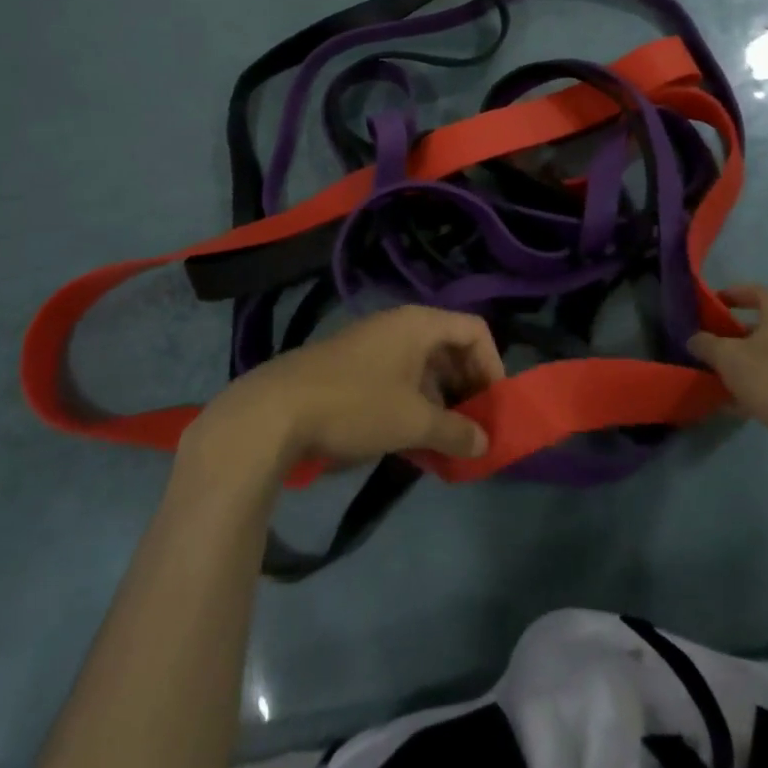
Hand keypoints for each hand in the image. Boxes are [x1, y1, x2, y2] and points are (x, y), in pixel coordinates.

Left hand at [187, 307, 503, 476]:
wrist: (273, 413)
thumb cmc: (356, 406)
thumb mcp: (413, 421)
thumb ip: (455, 431)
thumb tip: (484, 443)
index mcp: (419, 324)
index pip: (474, 330)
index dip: (493, 366)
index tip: (493, 407)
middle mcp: (398, 326)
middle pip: (450, 349)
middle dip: (468, 389)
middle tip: (473, 428)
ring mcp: (372, 346)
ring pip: (423, 369)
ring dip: (440, 404)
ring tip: (445, 443)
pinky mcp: (352, 369)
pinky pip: (398, 381)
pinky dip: (413, 407)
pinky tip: (411, 443)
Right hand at [687, 285, 767, 444]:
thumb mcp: (726, 357)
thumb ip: (705, 343)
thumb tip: (694, 339)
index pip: (758, 292)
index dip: (734, 293)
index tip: (713, 302)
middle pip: (763, 326)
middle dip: (734, 334)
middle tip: (712, 342)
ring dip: (744, 362)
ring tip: (718, 374)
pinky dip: (756, 385)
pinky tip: (734, 404)